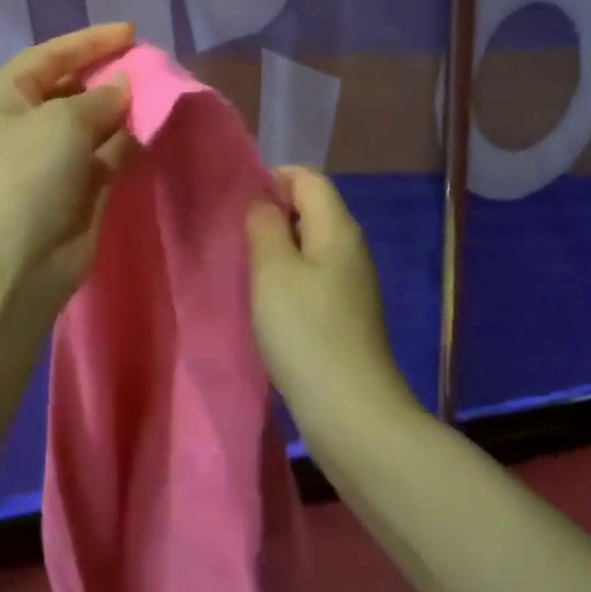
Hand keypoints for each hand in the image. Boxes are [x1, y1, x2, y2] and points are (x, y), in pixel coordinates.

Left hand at [0, 23, 137, 325]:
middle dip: (110, 76)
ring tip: (162, 93)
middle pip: (73, 88)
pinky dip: (128, 143)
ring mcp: (52, 160)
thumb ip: (99, 98)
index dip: (90, 41)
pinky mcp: (78, 191)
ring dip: (123, 110)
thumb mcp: (61, 121)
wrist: (12, 263)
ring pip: (94, 123)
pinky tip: (154, 130)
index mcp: (6, 96)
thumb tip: (123, 87)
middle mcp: (26, 123)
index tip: (132, 32)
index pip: (51, 55)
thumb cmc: (26, 174)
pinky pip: (107, 156)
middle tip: (152, 66)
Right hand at [246, 167, 418, 425]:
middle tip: (237, 239)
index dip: (272, 179)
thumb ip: (265, 225)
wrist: (352, 413)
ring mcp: (352, 283)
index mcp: (338, 228)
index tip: (238, 206)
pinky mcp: (346, 314)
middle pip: (311, 208)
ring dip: (278, 249)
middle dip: (272, 214)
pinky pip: (313, 276)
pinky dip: (289, 278)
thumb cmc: (306, 332)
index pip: (307, 178)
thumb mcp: (273, 270)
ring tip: (247, 269)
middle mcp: (351, 248)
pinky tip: (269, 303)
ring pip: (310, 244)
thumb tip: (263, 201)